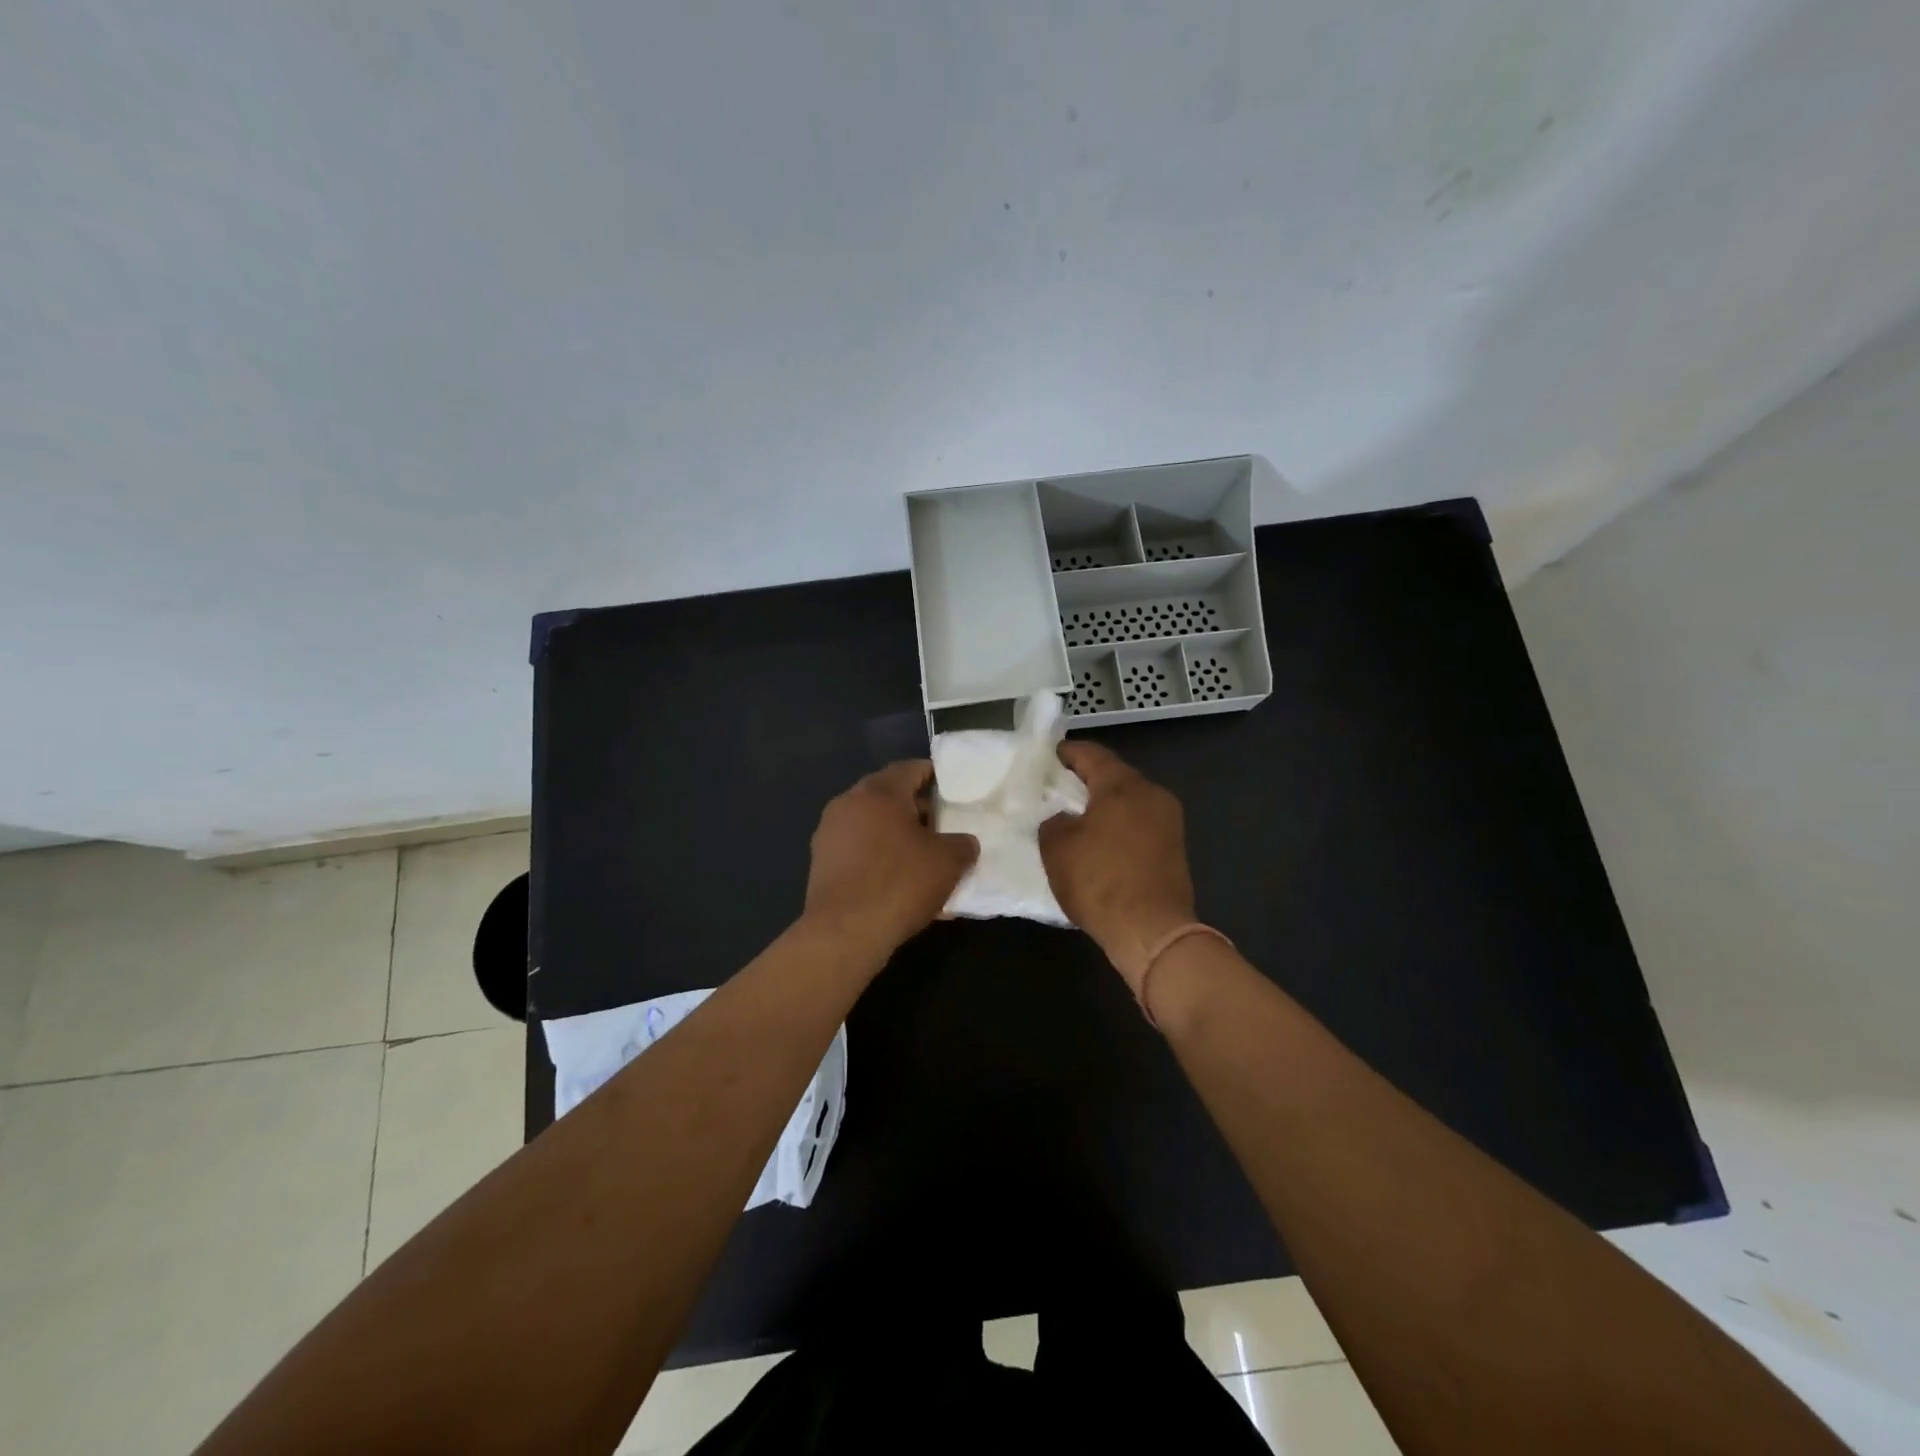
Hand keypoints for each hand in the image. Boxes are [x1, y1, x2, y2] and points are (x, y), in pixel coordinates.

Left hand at [803, 760, 978, 960]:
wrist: (845, 933)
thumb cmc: (900, 883)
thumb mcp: (948, 862)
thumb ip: (962, 844)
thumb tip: (964, 843)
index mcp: (879, 792)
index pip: (910, 768)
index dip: (933, 774)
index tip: (951, 787)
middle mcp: (848, 804)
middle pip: (887, 796)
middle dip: (915, 808)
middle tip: (942, 826)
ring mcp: (829, 834)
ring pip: (872, 825)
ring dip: (896, 836)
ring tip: (922, 858)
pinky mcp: (821, 864)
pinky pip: (858, 851)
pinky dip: (879, 858)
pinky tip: (899, 884)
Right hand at [1039, 742, 1196, 992]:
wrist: (1152, 931)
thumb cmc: (1100, 881)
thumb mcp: (1057, 848)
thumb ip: (1053, 821)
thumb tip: (1063, 818)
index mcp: (1123, 785)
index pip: (1091, 754)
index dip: (1066, 752)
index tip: (1047, 756)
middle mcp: (1152, 793)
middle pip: (1114, 775)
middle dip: (1085, 779)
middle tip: (1056, 787)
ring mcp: (1168, 820)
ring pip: (1129, 800)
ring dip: (1104, 804)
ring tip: (1075, 816)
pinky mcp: (1174, 847)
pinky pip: (1139, 823)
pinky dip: (1118, 824)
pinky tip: (1099, 840)